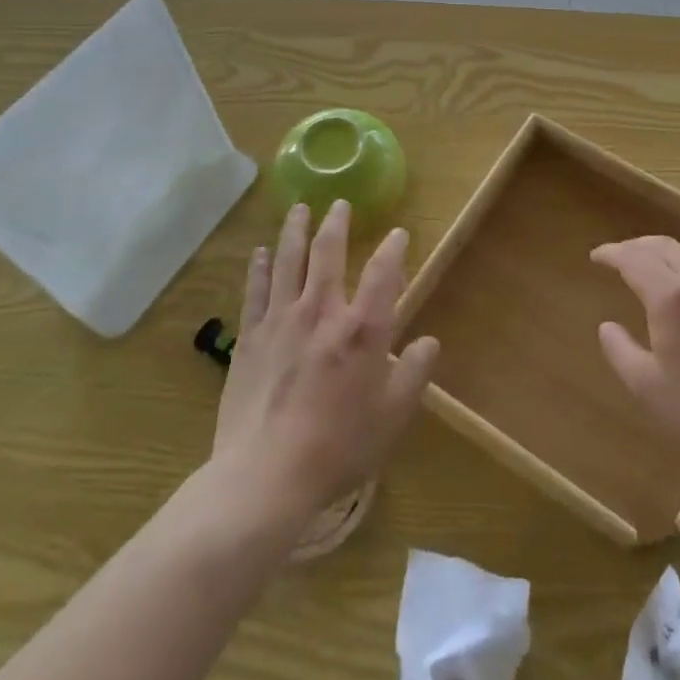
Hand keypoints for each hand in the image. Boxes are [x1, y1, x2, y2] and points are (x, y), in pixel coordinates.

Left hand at [211, 201, 439, 526]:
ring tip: (299, 208)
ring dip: (295, 230)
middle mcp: (322, 312)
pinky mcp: (250, 337)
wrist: (264, 476)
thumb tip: (429, 342)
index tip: (398, 233)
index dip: (393, 249)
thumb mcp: (391, 418)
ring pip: (288, 260)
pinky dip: (259, 267)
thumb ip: (414, 374)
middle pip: (328, 252)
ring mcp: (281, 320)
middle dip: (336, 223)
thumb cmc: (337, 448)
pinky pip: (255, 291)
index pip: (383, 273)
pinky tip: (260, 251)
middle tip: (339, 203)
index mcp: (362, 330)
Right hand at [593, 234, 679, 483]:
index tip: (596, 257)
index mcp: (672, 299)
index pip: (635, 259)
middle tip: (617, 256)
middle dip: (636, 245)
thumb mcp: (648, 389)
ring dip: (662, 252)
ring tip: (647, 266)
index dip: (613, 254)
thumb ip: (621, 352)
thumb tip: (607, 327)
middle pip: (664, 247)